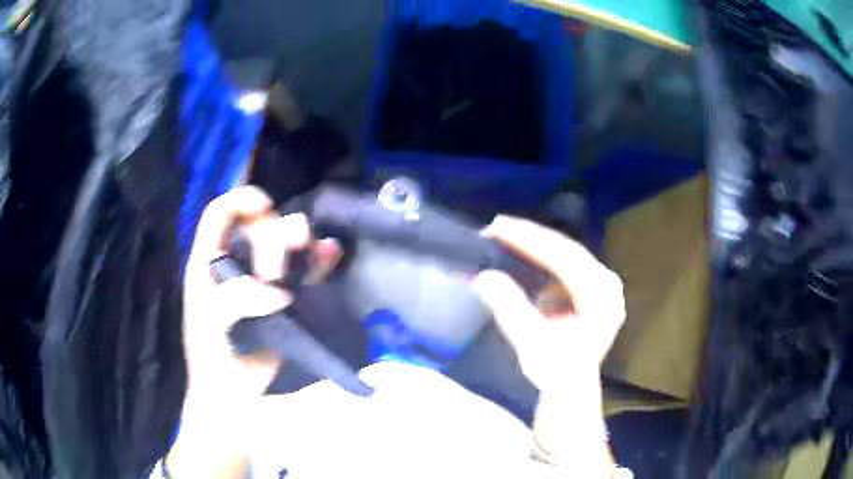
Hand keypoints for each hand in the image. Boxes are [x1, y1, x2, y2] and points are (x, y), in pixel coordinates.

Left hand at [183, 186, 339, 402]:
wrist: (233, 392)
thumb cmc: (212, 356)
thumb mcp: (210, 324)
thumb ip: (235, 300)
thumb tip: (279, 292)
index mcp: (209, 261)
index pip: (220, 212)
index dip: (241, 200)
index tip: (265, 211)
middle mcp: (237, 262)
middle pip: (260, 224)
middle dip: (273, 236)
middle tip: (274, 273)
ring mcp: (264, 279)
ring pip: (286, 242)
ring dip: (301, 240)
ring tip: (311, 253)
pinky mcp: (289, 297)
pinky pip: (307, 269)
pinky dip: (320, 258)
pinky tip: (330, 254)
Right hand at [472, 216, 625, 394]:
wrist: (569, 391)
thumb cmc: (555, 372)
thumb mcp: (532, 343)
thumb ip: (511, 309)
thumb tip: (484, 277)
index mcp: (601, 295)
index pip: (564, 257)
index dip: (530, 239)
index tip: (498, 227)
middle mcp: (606, 284)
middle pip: (566, 251)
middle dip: (530, 238)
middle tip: (496, 227)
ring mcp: (600, 286)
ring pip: (564, 255)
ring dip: (534, 247)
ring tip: (504, 237)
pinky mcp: (589, 290)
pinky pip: (563, 266)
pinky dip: (540, 260)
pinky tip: (522, 256)